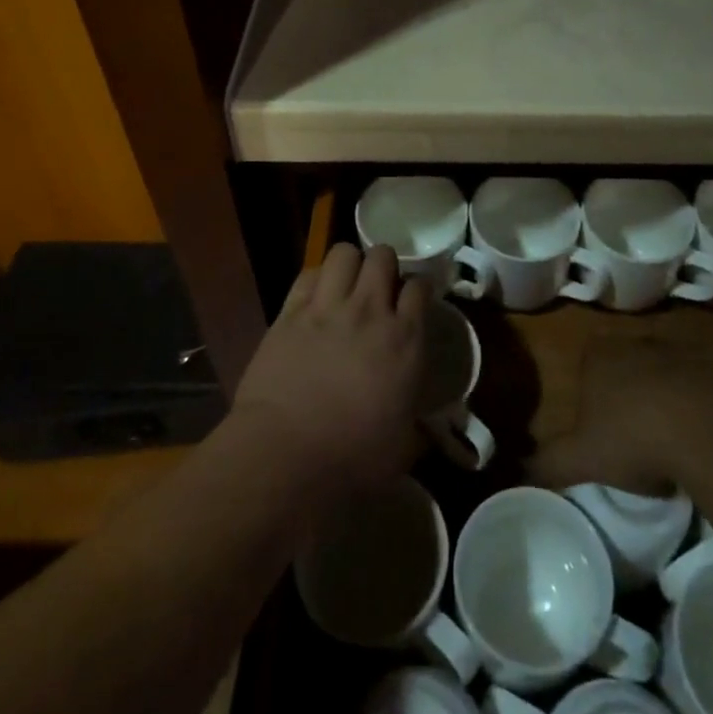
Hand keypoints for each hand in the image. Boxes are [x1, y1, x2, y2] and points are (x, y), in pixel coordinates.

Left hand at [231, 243, 427, 500]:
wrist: (286, 457)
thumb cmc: (353, 460)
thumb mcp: (403, 446)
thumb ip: (418, 427)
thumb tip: (425, 433)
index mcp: (405, 339)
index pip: (420, 287)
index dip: (418, 288)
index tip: (414, 300)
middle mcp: (370, 311)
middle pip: (382, 256)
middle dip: (384, 265)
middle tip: (380, 287)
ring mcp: (327, 308)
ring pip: (344, 253)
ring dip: (350, 263)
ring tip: (347, 283)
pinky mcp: (290, 313)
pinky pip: (307, 274)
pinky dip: (316, 280)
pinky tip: (316, 297)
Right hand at [529, 339, 712, 493]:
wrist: (710, 430)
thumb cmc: (633, 438)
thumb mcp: (583, 459)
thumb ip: (547, 463)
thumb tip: (512, 473)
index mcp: (598, 355)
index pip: (586, 366)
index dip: (590, 398)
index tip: (598, 431)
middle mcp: (635, 341)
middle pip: (625, 366)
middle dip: (627, 394)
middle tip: (633, 437)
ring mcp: (678, 350)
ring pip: (664, 372)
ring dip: (665, 397)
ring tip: (670, 440)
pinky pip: (702, 384)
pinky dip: (700, 404)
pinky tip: (703, 436)